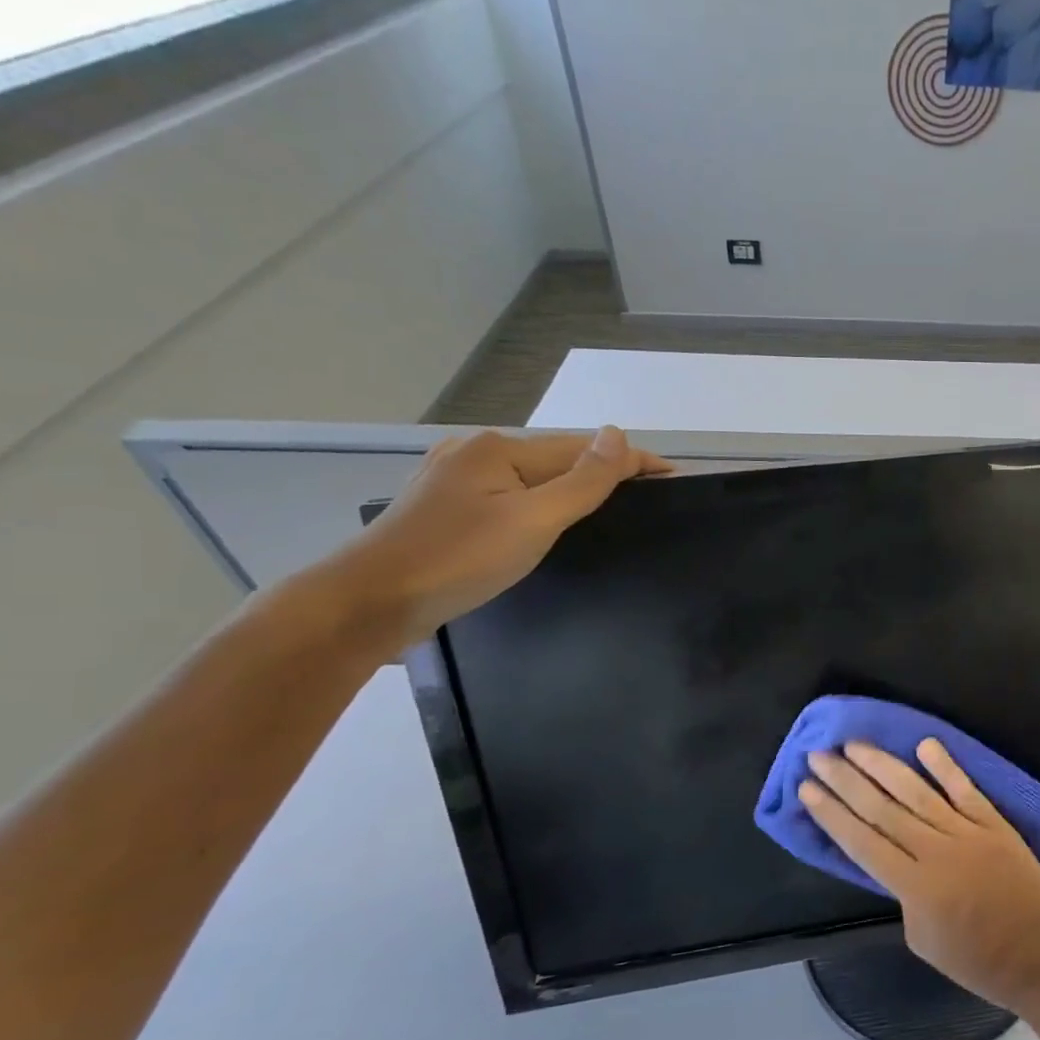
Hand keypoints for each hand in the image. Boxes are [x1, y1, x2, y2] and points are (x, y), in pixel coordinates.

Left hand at [317, 427, 670, 651]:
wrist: (365, 605)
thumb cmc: (456, 560)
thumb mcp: (533, 520)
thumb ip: (582, 481)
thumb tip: (618, 434)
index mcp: (497, 450)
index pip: (583, 449)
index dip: (631, 461)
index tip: (674, 476)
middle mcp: (473, 455)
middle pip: (556, 461)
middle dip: (602, 474)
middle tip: (647, 499)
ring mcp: (452, 483)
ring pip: (530, 482)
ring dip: (571, 491)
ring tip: (608, 511)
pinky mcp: (442, 513)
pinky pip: (508, 500)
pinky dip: (539, 507)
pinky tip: (547, 525)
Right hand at [800, 738, 1039, 1011]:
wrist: (1036, 954)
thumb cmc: (974, 958)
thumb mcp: (921, 939)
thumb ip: (903, 893)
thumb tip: (895, 856)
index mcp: (914, 887)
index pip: (862, 841)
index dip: (831, 813)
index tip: (807, 788)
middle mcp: (935, 852)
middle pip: (881, 809)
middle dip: (846, 781)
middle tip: (818, 755)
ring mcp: (966, 833)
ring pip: (917, 792)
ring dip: (883, 765)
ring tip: (855, 744)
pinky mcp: (993, 823)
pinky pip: (965, 789)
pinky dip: (945, 766)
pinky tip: (924, 743)